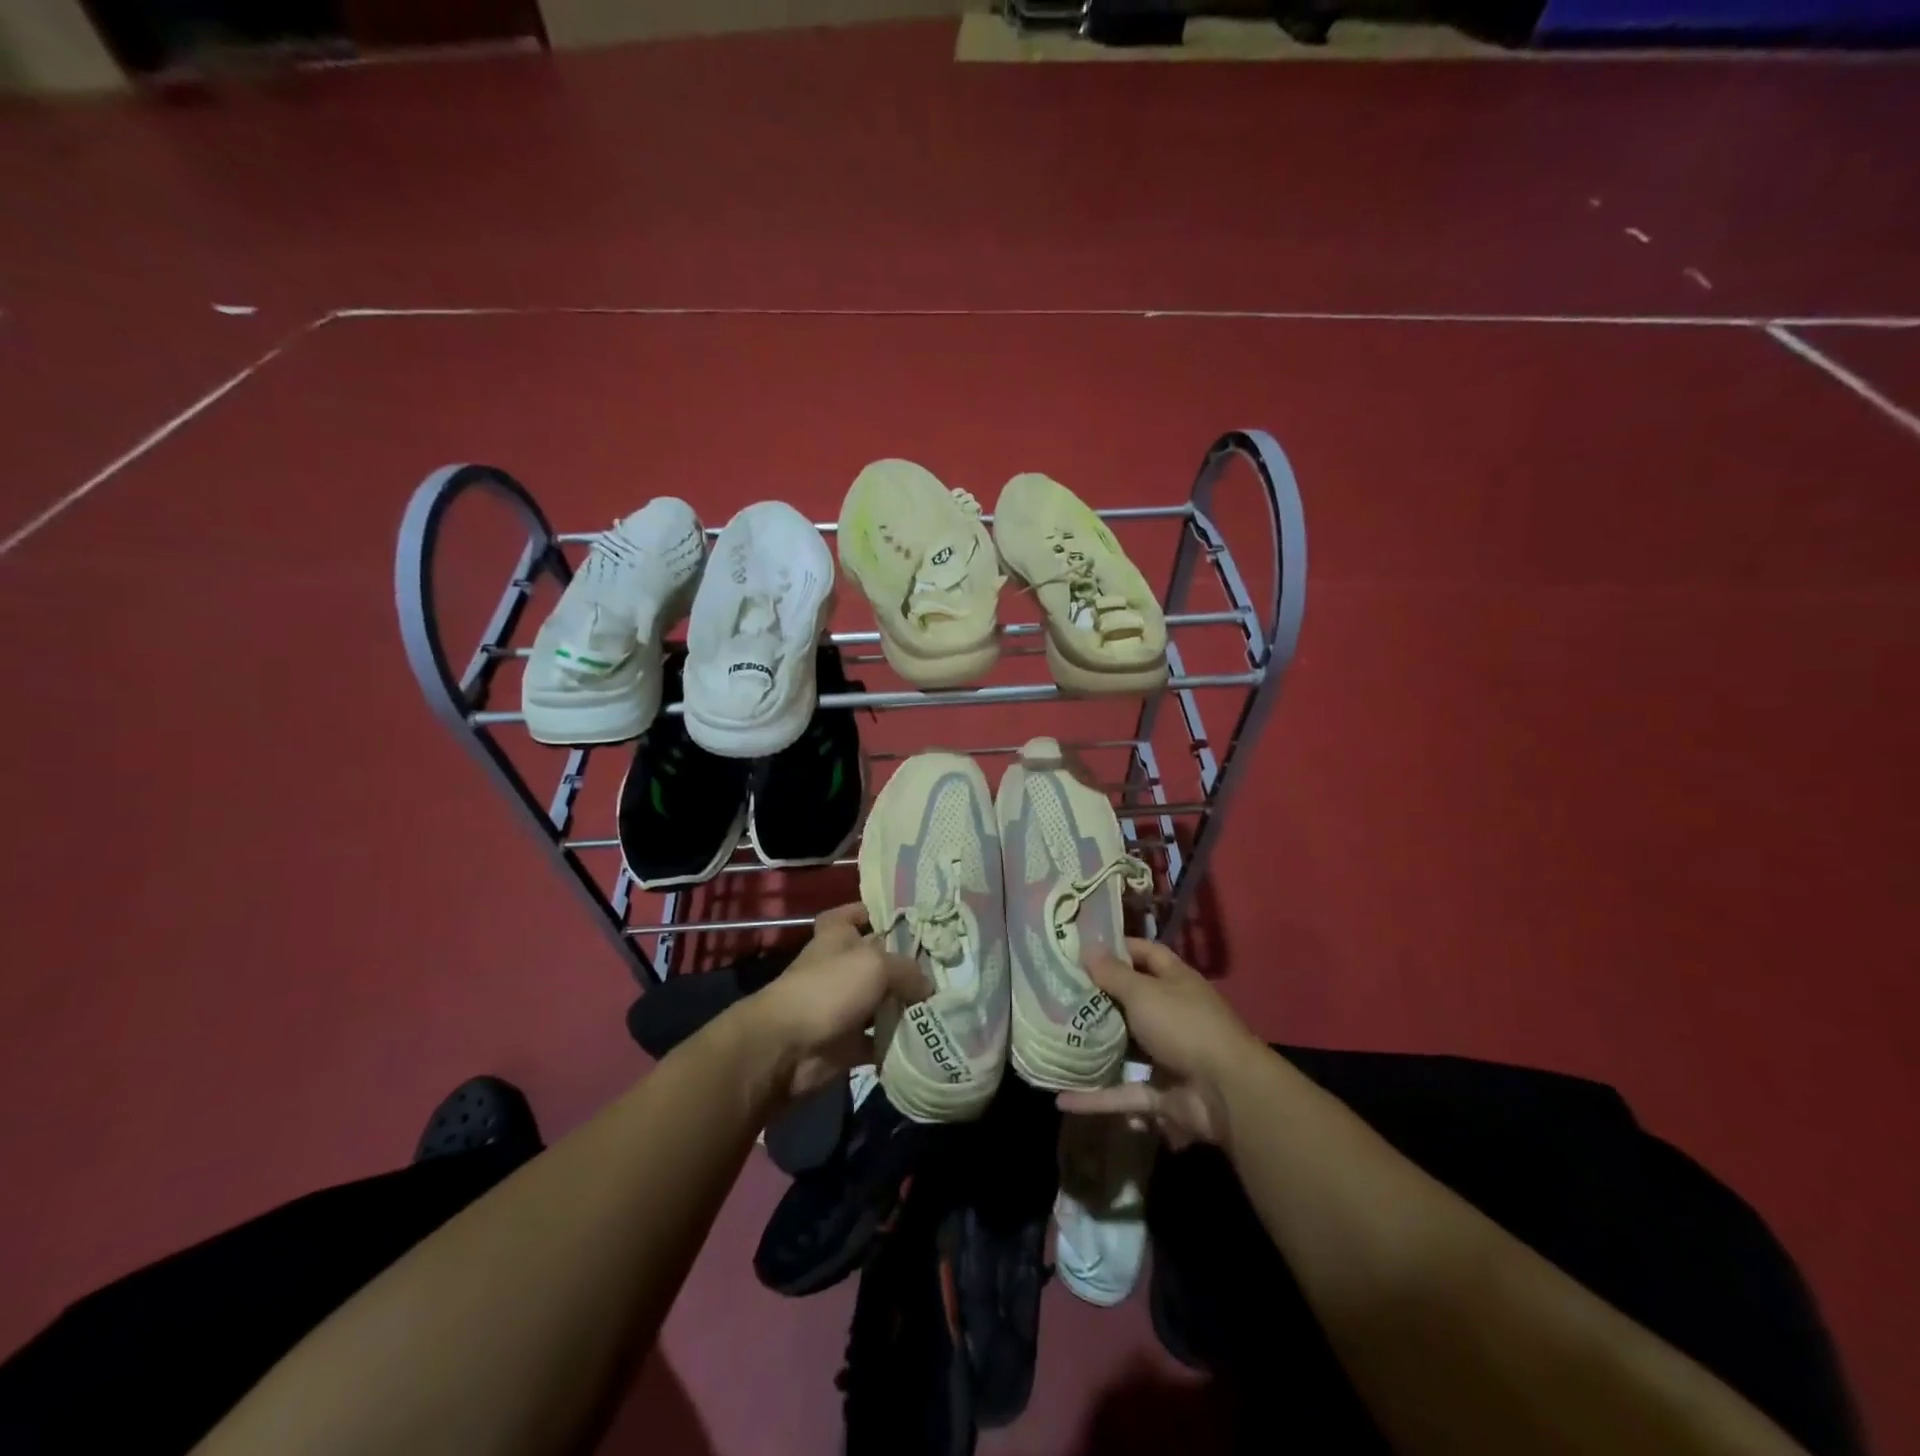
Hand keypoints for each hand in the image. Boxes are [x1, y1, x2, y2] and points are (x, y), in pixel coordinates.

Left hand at [735, 903, 930, 1104]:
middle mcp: (839, 967)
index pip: (851, 914)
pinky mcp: (847, 1042)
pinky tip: (928, 1039)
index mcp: (837, 936)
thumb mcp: (875, 964)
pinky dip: (898, 1042)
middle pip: (877, 960)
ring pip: (882, 1001)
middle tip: (945, 968)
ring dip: (906, 1006)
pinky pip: (880, 1040)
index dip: (872, 912)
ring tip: (945, 1004)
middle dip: (906, 964)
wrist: (788, 1047)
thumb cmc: (828, 989)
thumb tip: (927, 986)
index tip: (905, 919)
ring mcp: (843, 1006)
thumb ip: (907, 969)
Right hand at [1056, 938, 1265, 1149]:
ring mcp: (1167, 1055)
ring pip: (1124, 1049)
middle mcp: (1172, 1014)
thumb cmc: (1184, 1026)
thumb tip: (1088, 947)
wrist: (1227, 1092)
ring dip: (1096, 1048)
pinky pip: (1122, 1093)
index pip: (1147, 954)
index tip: (1083, 947)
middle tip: (1059, 992)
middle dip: (1099, 999)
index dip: (1119, 948)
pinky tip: (1062, 1099)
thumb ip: (1114, 974)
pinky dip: (1095, 1098)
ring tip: (1057, 1041)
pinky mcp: (1161, 1093)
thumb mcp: (1144, 993)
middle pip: (1132, 1001)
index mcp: (1176, 982)